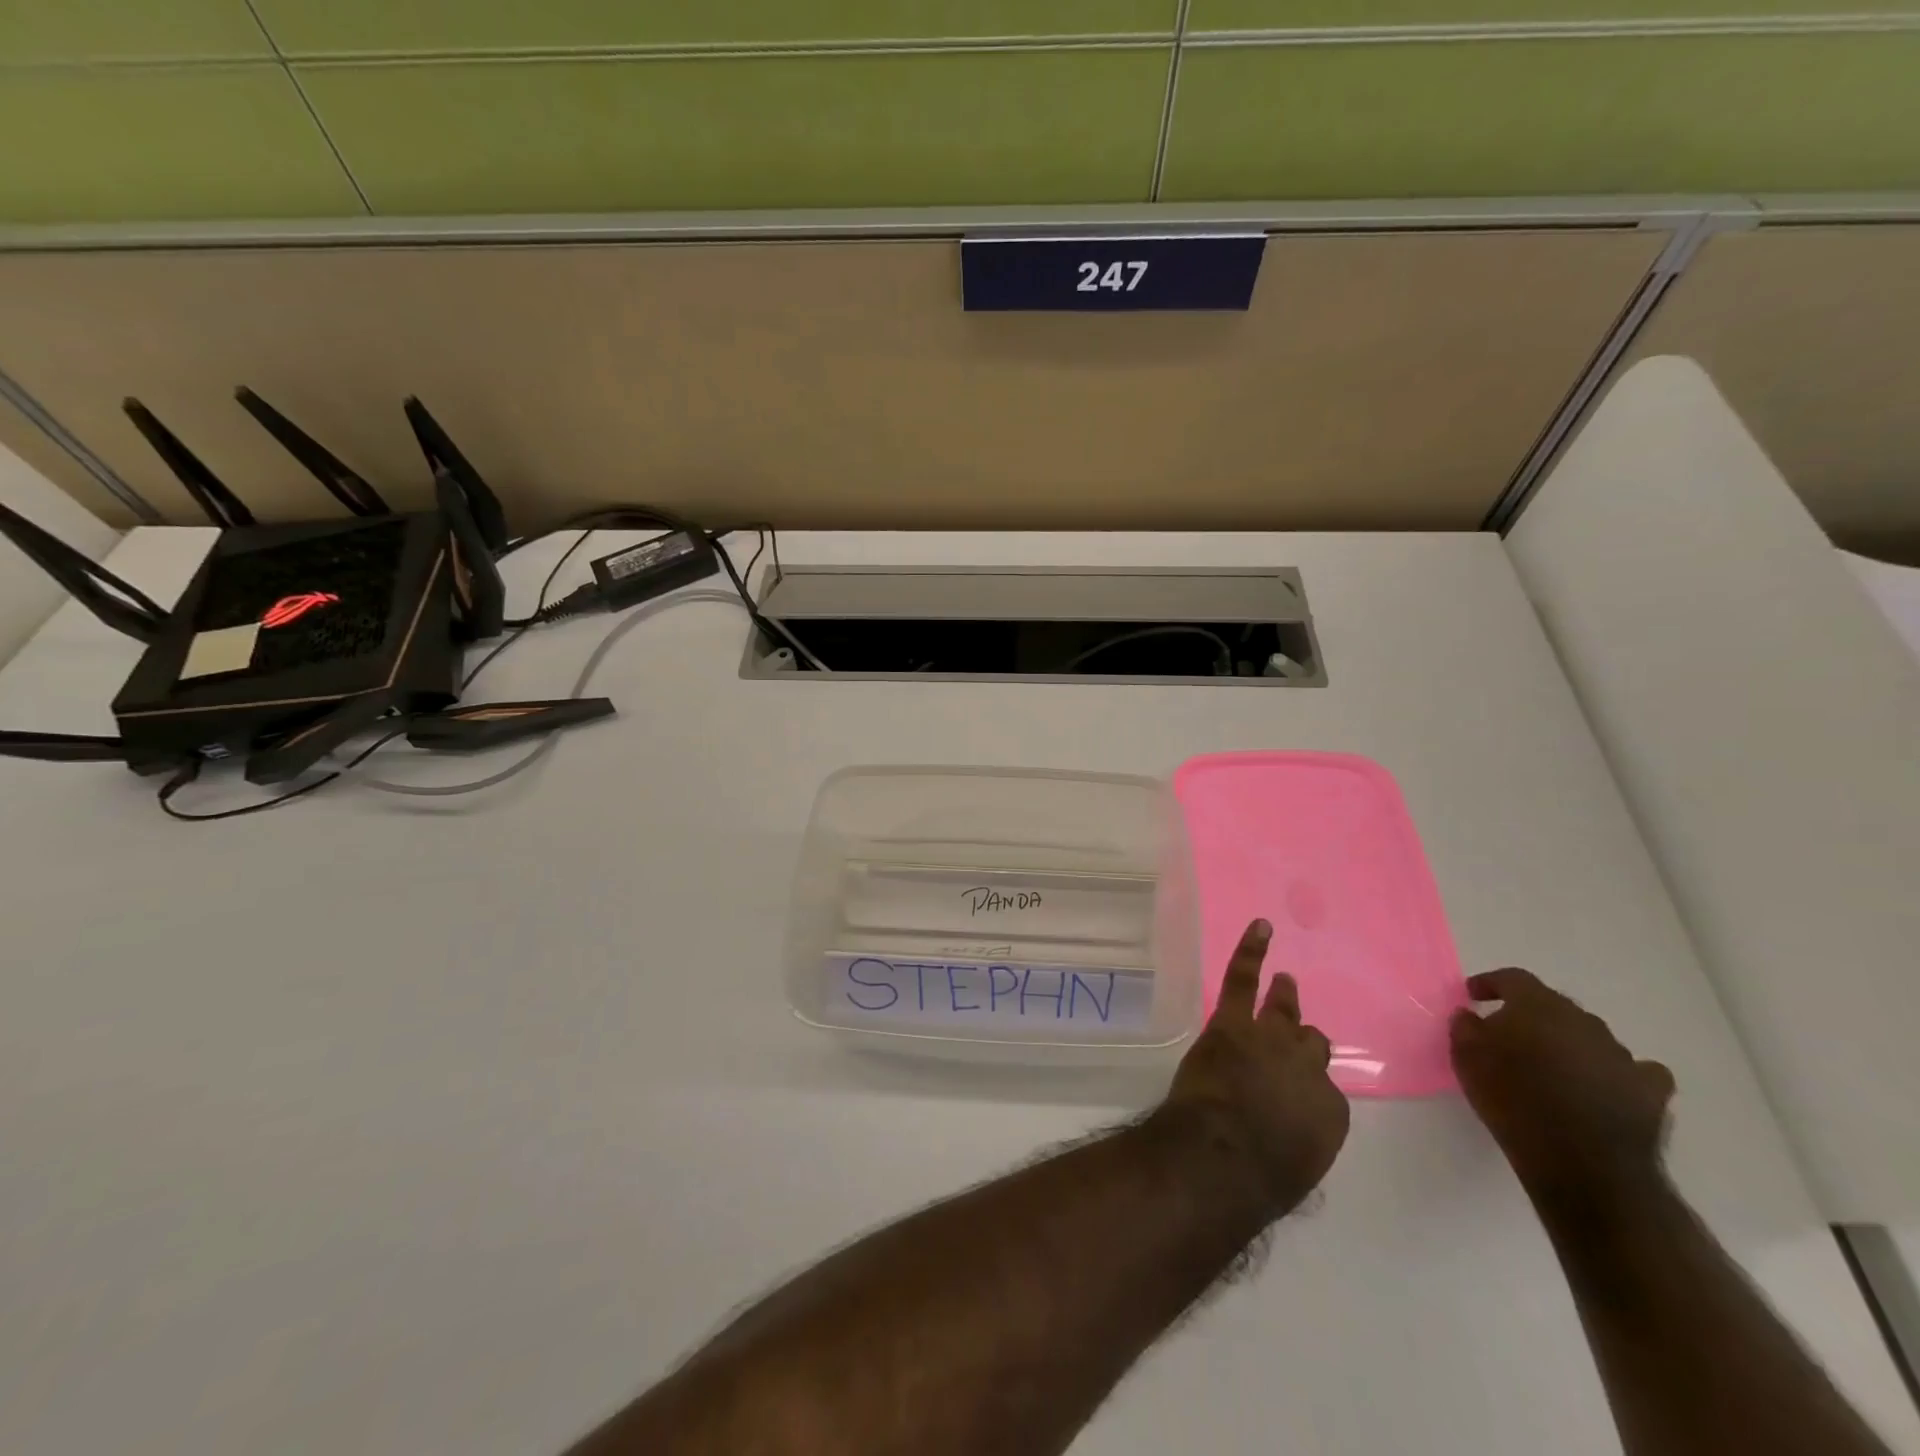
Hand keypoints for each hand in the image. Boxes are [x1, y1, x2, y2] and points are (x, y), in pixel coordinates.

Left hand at [1162, 919, 1350, 1209]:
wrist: (1222, 1157)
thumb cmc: (1257, 1180)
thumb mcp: (1293, 1169)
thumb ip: (1295, 1141)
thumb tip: (1282, 1133)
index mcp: (1329, 1112)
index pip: (1323, 1092)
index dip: (1305, 1091)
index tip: (1291, 1097)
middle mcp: (1308, 1068)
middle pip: (1311, 1046)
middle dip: (1302, 1045)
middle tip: (1295, 1039)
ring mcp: (1270, 1039)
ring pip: (1283, 1010)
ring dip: (1284, 997)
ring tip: (1284, 981)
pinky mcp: (1233, 1023)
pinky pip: (1243, 978)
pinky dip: (1251, 950)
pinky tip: (1260, 927)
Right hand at [1450, 968, 1674, 1198]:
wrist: (1582, 1162)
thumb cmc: (1513, 1100)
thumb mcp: (1466, 1058)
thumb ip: (1465, 1027)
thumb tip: (1471, 1015)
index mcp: (1538, 1006)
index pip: (1513, 979)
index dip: (1491, 984)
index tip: (1473, 995)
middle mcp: (1583, 1021)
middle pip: (1554, 1006)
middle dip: (1531, 1016)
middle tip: (1510, 1036)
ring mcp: (1622, 1055)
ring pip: (1590, 1037)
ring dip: (1570, 1045)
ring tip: (1553, 1070)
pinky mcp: (1650, 1091)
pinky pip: (1635, 1071)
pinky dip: (1617, 1074)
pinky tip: (1605, 1086)